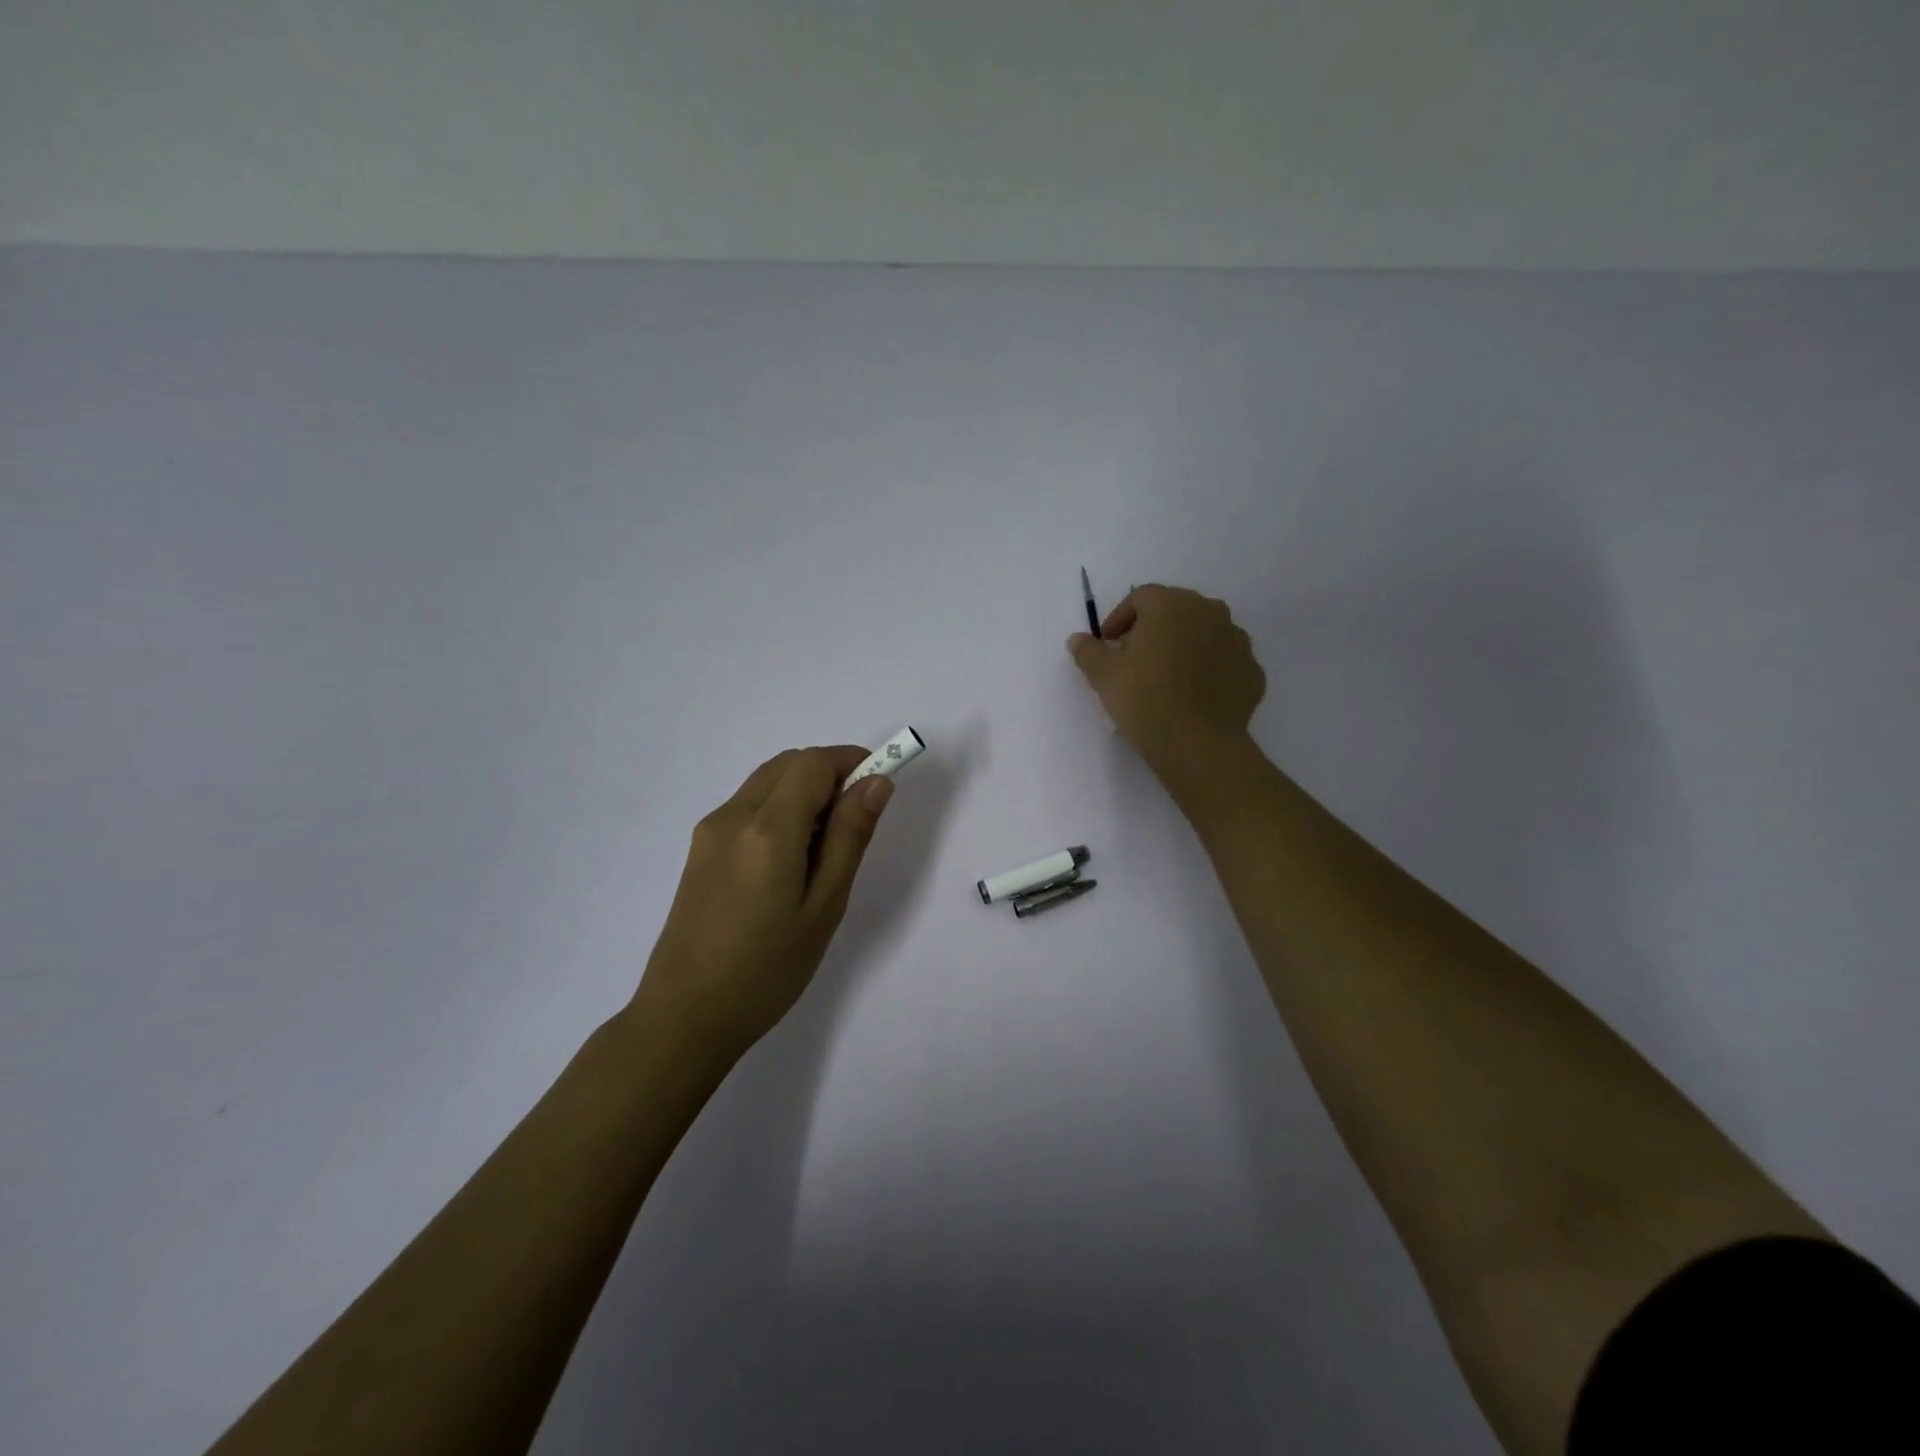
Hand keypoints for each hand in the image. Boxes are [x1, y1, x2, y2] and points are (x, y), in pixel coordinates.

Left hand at [634, 745, 894, 1061]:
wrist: (685, 1016)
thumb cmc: (767, 970)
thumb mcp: (824, 906)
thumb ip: (850, 837)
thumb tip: (877, 782)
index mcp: (767, 829)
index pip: (814, 763)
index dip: (852, 761)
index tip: (879, 786)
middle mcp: (733, 815)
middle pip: (789, 764)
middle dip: (830, 773)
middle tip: (856, 821)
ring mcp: (710, 830)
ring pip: (768, 781)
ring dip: (804, 790)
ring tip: (825, 846)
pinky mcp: (700, 848)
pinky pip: (749, 804)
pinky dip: (780, 808)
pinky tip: (790, 859)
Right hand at [1068, 584, 1266, 776]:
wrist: (1198, 745)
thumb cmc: (1144, 699)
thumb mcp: (1104, 675)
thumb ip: (1089, 651)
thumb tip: (1078, 639)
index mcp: (1171, 604)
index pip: (1140, 598)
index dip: (1119, 619)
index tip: (1108, 645)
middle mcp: (1210, 611)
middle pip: (1175, 611)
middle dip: (1153, 630)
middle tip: (1135, 660)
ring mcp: (1237, 641)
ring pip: (1203, 634)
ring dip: (1184, 648)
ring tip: (1166, 679)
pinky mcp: (1252, 671)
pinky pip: (1224, 662)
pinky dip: (1208, 671)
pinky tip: (1192, 696)